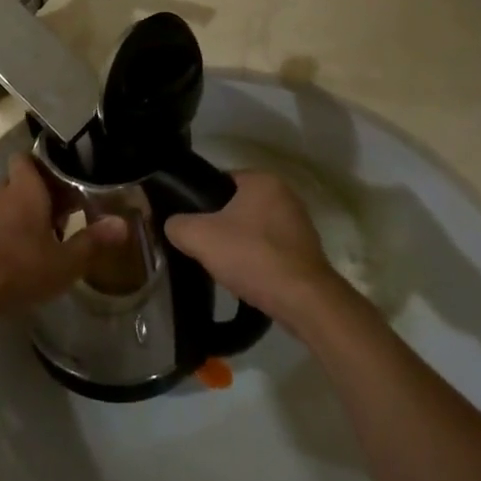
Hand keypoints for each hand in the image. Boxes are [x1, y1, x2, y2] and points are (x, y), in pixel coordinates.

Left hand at [0, 154, 126, 330]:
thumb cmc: (20, 268)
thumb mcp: (64, 262)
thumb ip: (93, 242)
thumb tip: (123, 224)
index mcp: (25, 190)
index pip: (28, 158)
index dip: (44, 164)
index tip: (65, 177)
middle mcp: (1, 194)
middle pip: (21, 182)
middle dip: (41, 195)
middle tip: (64, 215)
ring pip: (7, 204)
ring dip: (24, 216)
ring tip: (46, 238)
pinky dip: (7, 233)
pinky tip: (21, 256)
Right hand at [165, 171, 346, 335]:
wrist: (303, 300)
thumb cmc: (252, 256)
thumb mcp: (200, 237)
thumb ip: (178, 225)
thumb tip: (173, 226)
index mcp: (262, 180)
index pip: (221, 181)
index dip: (201, 202)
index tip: (191, 225)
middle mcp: (286, 194)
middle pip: (237, 207)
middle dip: (220, 226)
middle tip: (203, 248)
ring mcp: (300, 223)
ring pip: (254, 230)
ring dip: (240, 246)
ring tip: (224, 267)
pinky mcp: (307, 251)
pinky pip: (271, 250)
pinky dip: (258, 261)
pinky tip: (247, 279)